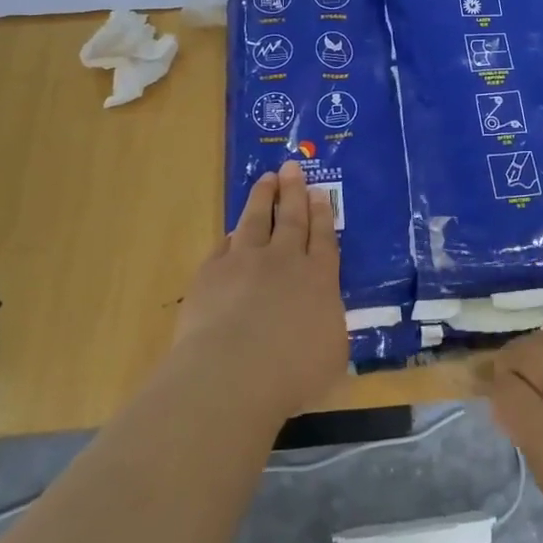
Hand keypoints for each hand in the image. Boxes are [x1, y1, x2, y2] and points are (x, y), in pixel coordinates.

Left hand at [173, 161, 345, 419]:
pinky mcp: (211, 274)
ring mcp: (245, 262)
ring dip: (263, 198)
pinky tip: (232, 232)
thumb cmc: (292, 374)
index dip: (322, 215)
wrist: (232, 375)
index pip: (323, 239)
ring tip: (266, 179)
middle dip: (294, 192)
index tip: (319, 193)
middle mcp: (284, 262)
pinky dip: (231, 236)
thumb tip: (322, 319)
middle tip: (293, 167)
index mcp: (320, 280)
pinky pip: (225, 246)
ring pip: (256, 220)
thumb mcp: (331, 356)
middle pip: (292, 219)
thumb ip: (328, 328)